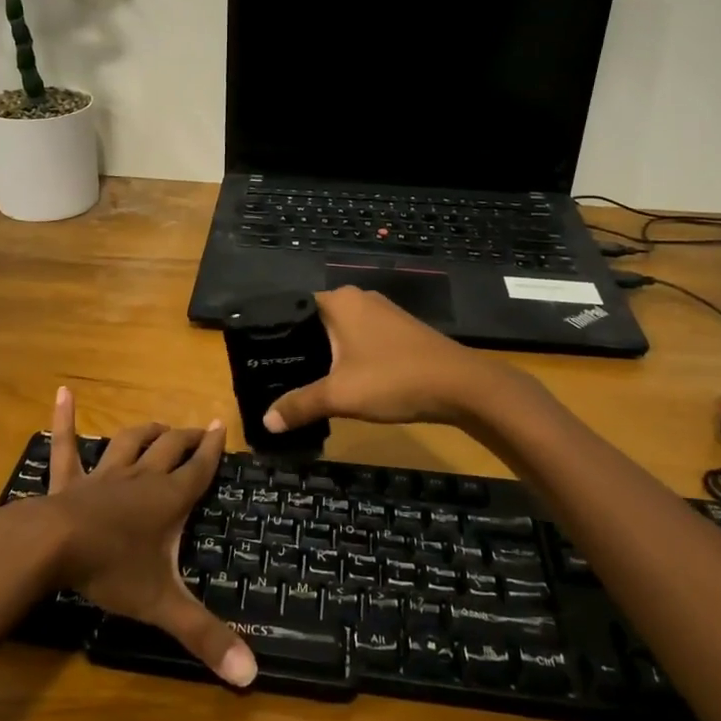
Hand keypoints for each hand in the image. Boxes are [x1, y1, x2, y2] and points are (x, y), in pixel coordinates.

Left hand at [43, 388, 256, 687]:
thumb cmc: (112, 570)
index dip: (213, 449)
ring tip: (158, 425)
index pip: (199, 469)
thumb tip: (252, 676)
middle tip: (198, 430)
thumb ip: (205, 636)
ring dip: (146, 432)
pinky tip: (63, 393)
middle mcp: (141, 479)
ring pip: (130, 443)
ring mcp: (103, 475)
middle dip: (186, 438)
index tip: (221, 426)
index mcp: (168, 500)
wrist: (52, 547)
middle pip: (169, 448)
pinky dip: (65, 419)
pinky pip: (67, 444)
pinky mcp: (69, 480)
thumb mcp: (163, 605)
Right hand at [263, 287, 505, 432]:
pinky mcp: (398, 331)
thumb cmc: (394, 379)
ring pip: (339, 332)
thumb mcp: (340, 396)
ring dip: (324, 355)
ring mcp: (382, 314)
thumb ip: (299, 405)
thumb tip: (265, 421)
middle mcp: (358, 298)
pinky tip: (340, 381)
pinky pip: (359, 339)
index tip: (258, 359)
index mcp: (339, 301)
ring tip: (300, 381)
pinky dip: (346, 357)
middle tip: (274, 375)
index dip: (274, 334)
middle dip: (297, 348)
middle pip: (315, 322)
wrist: (462, 386)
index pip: (292, 309)